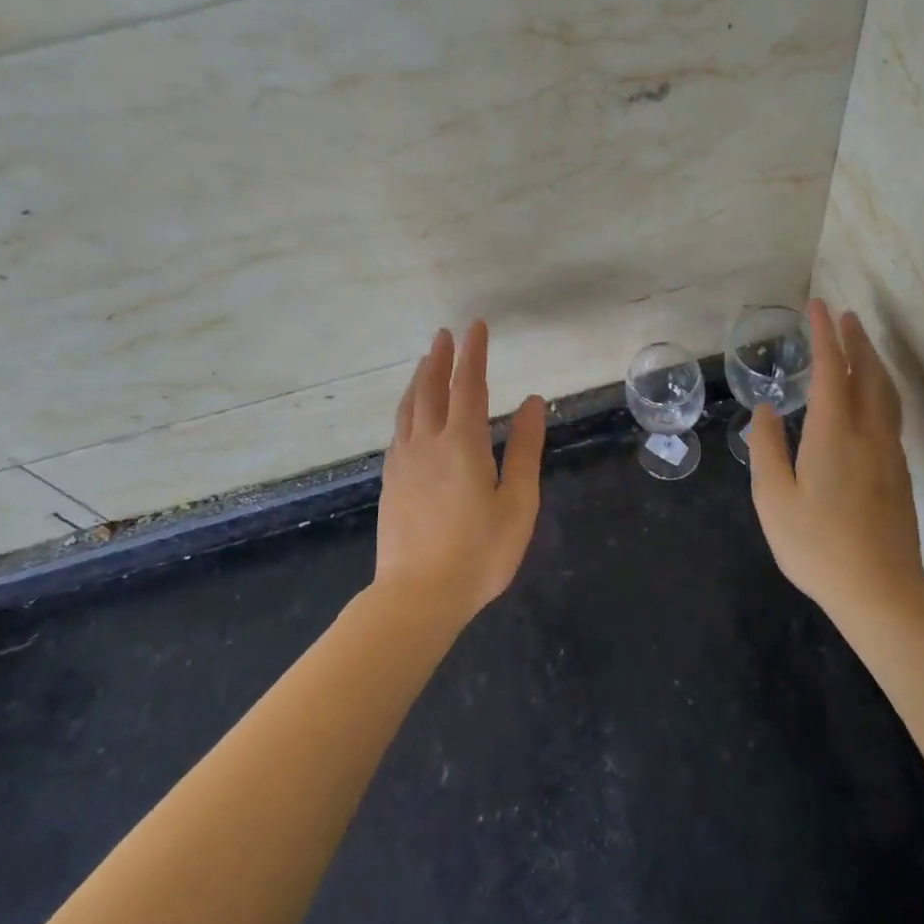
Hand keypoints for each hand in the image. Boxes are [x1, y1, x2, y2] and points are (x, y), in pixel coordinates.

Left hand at [374, 321, 546, 626]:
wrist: (417, 597)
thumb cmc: (479, 553)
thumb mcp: (517, 502)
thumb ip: (525, 449)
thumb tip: (532, 402)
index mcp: (463, 443)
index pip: (469, 385)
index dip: (473, 353)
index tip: (475, 326)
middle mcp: (428, 442)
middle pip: (431, 388)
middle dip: (440, 358)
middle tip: (444, 334)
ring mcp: (404, 462)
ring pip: (409, 407)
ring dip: (419, 379)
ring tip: (425, 362)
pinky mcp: (391, 482)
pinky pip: (398, 431)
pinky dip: (407, 409)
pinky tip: (410, 414)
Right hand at [747, 299, 923, 619]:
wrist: (883, 593)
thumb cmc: (818, 546)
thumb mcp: (773, 498)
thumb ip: (767, 448)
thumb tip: (767, 410)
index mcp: (834, 434)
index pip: (831, 371)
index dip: (825, 336)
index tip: (818, 307)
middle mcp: (868, 434)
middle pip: (868, 374)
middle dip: (856, 341)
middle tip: (845, 316)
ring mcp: (889, 454)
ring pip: (886, 393)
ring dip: (873, 362)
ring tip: (861, 344)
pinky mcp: (899, 473)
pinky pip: (891, 413)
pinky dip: (880, 388)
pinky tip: (871, 396)